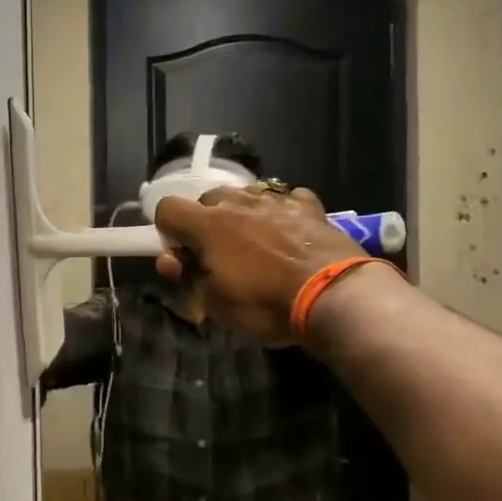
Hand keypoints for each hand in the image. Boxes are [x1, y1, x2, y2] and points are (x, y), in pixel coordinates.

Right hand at [153, 184, 377, 346]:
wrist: (334, 295)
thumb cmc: (266, 303)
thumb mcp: (215, 305)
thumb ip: (189, 278)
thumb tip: (174, 261)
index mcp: (208, 225)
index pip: (167, 208)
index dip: (168, 231)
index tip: (182, 255)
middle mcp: (238, 203)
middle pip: (208, 198)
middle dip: (207, 222)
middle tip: (220, 255)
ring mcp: (277, 200)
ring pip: (247, 196)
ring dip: (243, 215)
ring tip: (257, 244)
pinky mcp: (310, 206)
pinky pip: (288, 200)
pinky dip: (283, 213)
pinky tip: (291, 233)